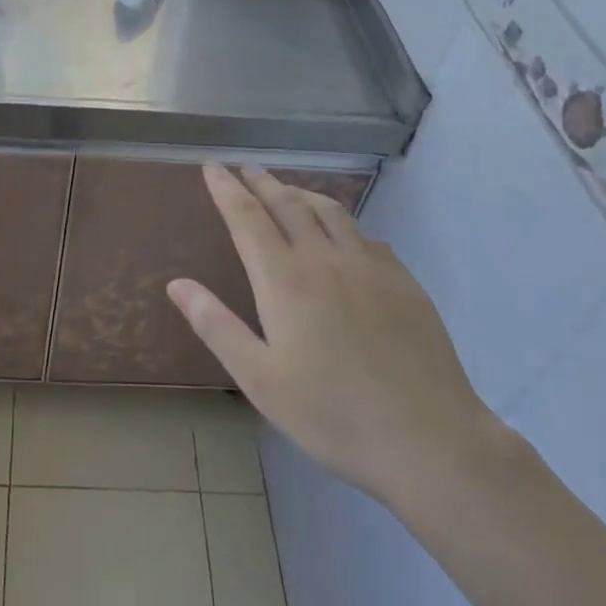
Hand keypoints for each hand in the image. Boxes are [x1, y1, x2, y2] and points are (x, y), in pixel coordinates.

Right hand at [167, 165, 503, 505]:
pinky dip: (342, 222)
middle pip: (288, 204)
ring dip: (302, 193)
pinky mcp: (402, 281)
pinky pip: (364, 235)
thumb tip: (177, 284)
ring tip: (288, 190)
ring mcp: (369, 266)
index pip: (247, 217)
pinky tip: (343, 235)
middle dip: (263, 182)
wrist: (428, 437)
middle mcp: (324, 259)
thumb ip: (217, 326)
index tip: (212, 167)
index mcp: (284, 280)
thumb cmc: (332, 414)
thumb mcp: (260, 380)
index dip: (226, 189)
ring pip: (330, 211)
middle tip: (246, 168)